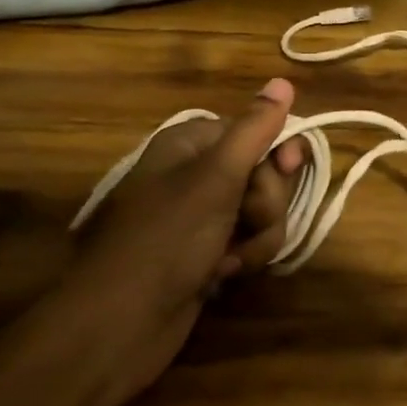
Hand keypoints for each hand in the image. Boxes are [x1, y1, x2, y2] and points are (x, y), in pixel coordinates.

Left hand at [51, 78, 307, 405]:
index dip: (277, 151)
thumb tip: (283, 80)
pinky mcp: (206, 253)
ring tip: (230, 259)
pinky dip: (243, 257)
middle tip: (246, 220)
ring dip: (258, 237)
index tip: (288, 169)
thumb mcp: (216, 178)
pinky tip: (221, 275)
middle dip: (266, 203)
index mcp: (191, 144)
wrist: (118, 325)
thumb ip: (254, 129)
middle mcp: (196, 173)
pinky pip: (248, 242)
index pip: (256, 130)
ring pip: (261, 212)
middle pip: (264, 173)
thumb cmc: (167, 239)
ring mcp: (201, 216)